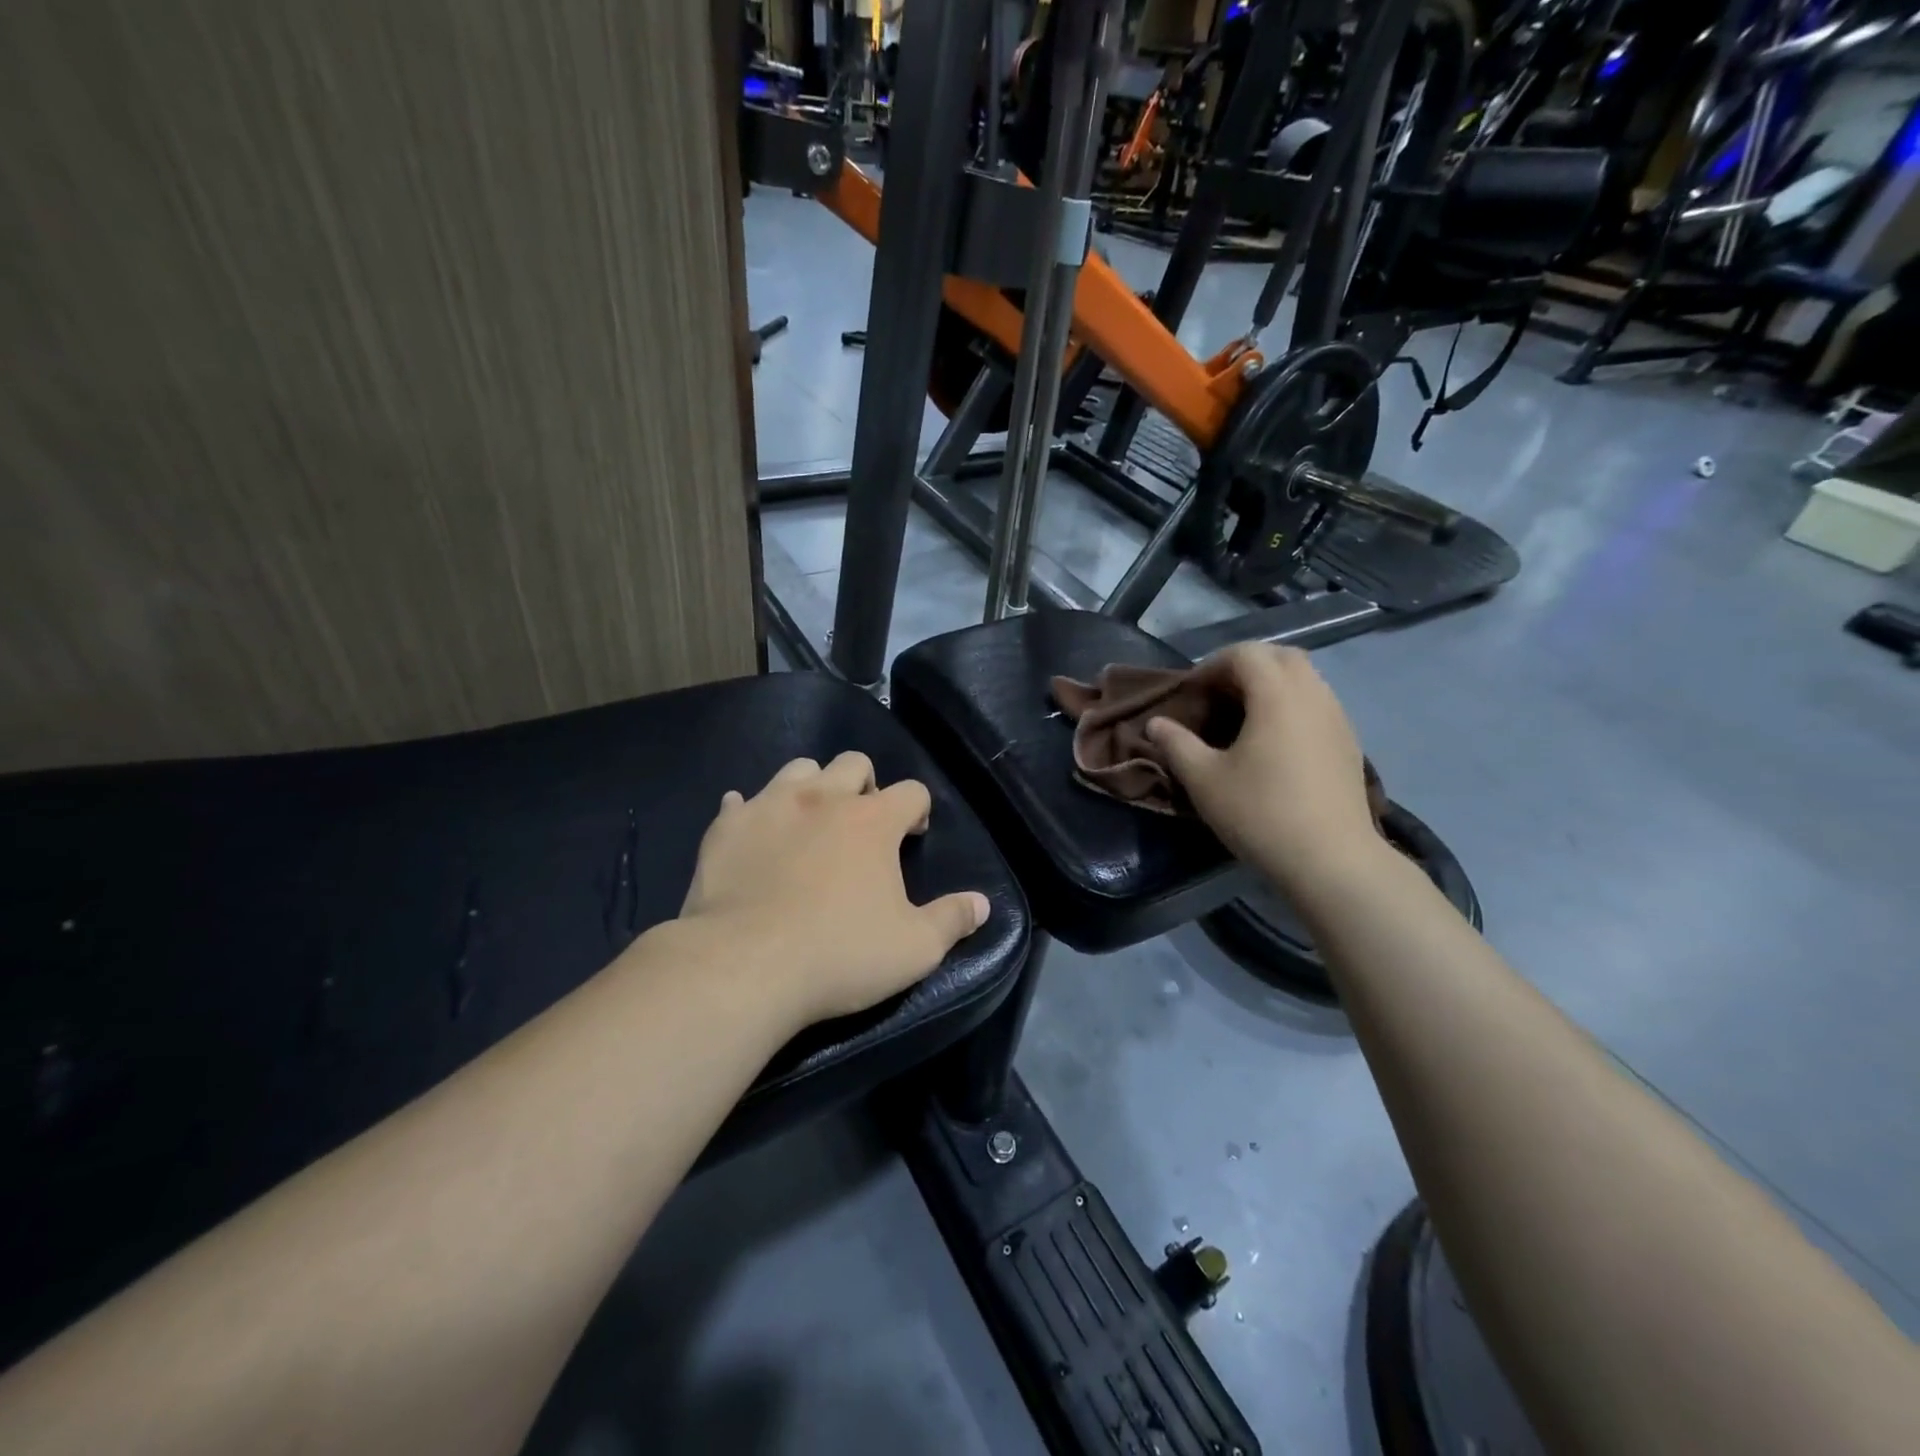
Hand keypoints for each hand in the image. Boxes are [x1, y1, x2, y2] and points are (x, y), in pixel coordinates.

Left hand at [677, 752, 991, 1026]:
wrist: (746, 966)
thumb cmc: (840, 954)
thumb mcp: (914, 948)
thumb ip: (952, 920)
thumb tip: (982, 904)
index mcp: (873, 821)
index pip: (912, 791)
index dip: (917, 810)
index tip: (912, 836)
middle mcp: (824, 798)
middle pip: (854, 763)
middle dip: (865, 785)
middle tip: (861, 824)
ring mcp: (770, 806)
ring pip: (798, 768)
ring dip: (812, 786)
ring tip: (810, 821)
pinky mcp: (727, 827)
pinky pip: (739, 802)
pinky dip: (751, 812)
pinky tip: (754, 834)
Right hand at [1145, 644, 1379, 893]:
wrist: (1331, 861)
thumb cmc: (1260, 814)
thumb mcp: (1203, 780)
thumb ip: (1176, 744)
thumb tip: (1156, 723)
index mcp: (1277, 694)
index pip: (1245, 653)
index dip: (1212, 665)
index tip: (1192, 693)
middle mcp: (1313, 695)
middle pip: (1281, 656)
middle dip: (1246, 666)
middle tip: (1218, 697)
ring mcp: (1338, 718)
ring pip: (1305, 679)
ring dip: (1272, 686)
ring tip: (1244, 719)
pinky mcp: (1349, 743)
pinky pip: (1318, 705)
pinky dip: (1292, 707)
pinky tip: (1275, 744)